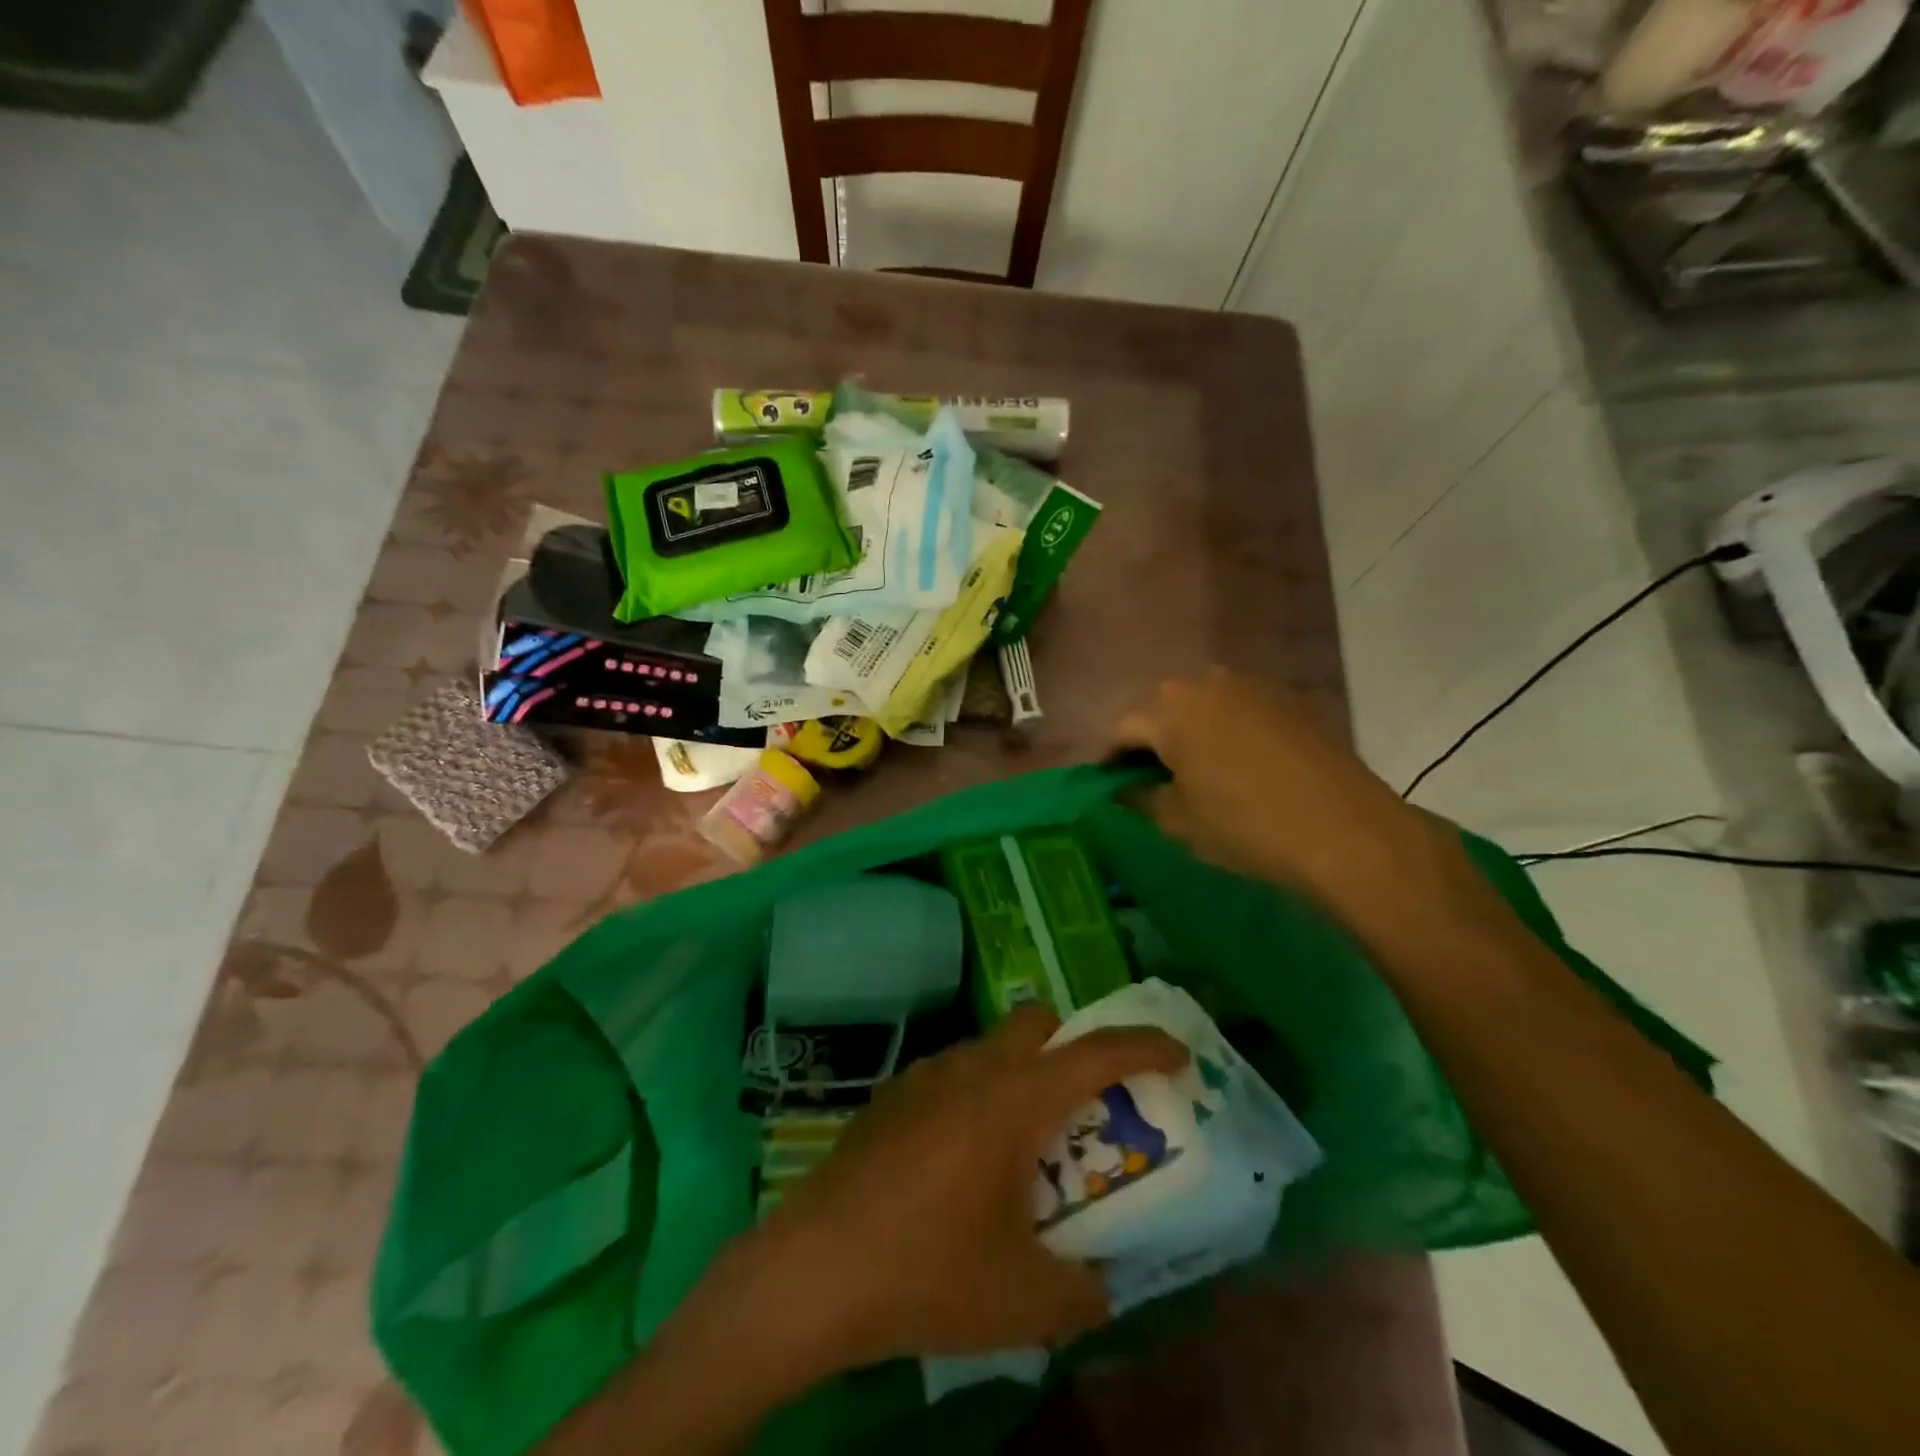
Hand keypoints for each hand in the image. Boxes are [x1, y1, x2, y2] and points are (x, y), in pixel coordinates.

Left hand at [751, 1005, 1185, 1368]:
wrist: (814, 1269)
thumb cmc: (928, 1271)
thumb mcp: (1023, 1299)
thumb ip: (1080, 1291)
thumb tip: (1099, 1287)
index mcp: (1015, 1099)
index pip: (1096, 1052)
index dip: (1144, 1046)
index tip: (1178, 1054)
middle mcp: (972, 1069)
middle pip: (1036, 1021)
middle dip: (1071, 1045)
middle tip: (1085, 1104)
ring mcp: (925, 1075)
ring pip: (990, 1047)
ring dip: (1019, 1074)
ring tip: (1021, 1146)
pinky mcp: (891, 1095)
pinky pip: (952, 1075)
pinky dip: (976, 1096)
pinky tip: (960, 1161)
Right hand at [1113, 669, 1470, 915]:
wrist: (1346, 831)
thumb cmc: (1244, 825)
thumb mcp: (1176, 821)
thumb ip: (1137, 798)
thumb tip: (1120, 788)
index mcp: (1170, 709)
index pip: (1121, 729)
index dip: (1108, 760)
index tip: (1107, 786)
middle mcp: (1207, 682)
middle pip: (1162, 710)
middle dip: (1149, 742)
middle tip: (1147, 780)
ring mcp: (1254, 686)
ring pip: (1203, 707)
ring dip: (1189, 734)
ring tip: (1192, 773)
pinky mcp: (1290, 700)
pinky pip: (1240, 711)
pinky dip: (1227, 733)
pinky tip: (1237, 767)